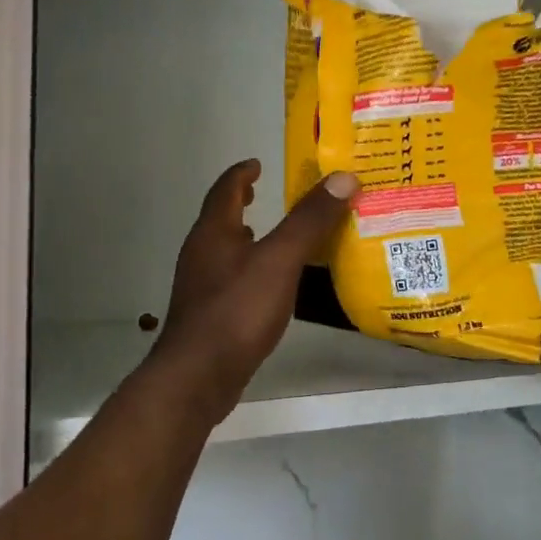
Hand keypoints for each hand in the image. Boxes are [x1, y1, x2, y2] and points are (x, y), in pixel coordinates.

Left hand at [146, 160, 358, 419]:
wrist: (198, 375)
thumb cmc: (237, 310)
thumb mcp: (280, 260)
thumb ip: (309, 220)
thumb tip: (342, 177)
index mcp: (213, 232)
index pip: (225, 190)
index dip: (242, 174)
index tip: (256, 163)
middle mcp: (201, 253)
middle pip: (220, 218)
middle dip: (241, 204)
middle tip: (263, 194)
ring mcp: (200, 286)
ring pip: (223, 250)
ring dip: (244, 237)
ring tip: (270, 236)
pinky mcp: (207, 315)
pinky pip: (230, 278)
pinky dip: (248, 268)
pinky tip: (267, 285)